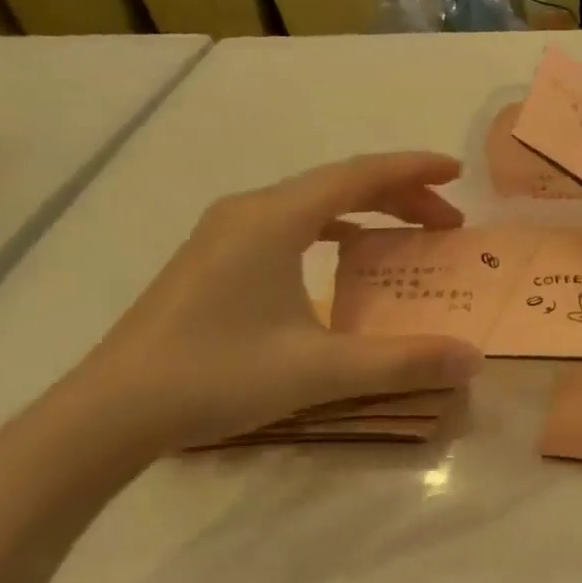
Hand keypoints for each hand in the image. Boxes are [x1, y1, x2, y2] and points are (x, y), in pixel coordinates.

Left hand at [33, 152, 483, 469]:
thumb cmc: (216, 376)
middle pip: (339, 183)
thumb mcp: (319, 370)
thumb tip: (473, 359)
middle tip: (447, 221)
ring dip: (366, 210)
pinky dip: (330, 227)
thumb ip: (401, 361)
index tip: (457, 173)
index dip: (413, 170)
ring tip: (407, 233)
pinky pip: (288, 222)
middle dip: (399, 195)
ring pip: (312, 201)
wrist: (107, 412)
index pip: (360, 175)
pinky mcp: (212, 257)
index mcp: (275, 218)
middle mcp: (250, 210)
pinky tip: (342, 254)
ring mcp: (225, 231)